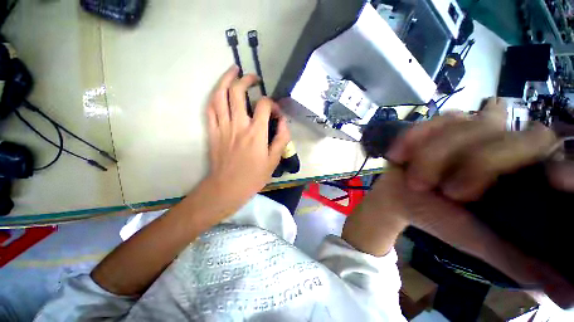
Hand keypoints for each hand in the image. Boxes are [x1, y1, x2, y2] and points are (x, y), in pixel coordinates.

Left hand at [204, 66, 289, 207]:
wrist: (227, 188)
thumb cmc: (253, 176)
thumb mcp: (274, 161)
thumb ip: (281, 139)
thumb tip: (284, 123)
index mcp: (256, 133)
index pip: (264, 105)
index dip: (272, 104)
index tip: (275, 112)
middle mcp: (238, 125)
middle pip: (238, 92)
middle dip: (246, 80)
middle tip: (253, 78)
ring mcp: (222, 127)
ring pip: (220, 95)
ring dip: (226, 80)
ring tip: (233, 71)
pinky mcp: (212, 132)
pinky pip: (210, 109)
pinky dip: (214, 96)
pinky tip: (220, 91)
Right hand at [351, 97, 573, 307]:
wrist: (400, 197)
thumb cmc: (438, 218)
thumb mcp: (478, 242)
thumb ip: (518, 259)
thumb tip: (565, 292)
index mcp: (517, 169)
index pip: (540, 143)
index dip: (527, 153)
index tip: (503, 180)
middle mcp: (499, 139)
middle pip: (498, 131)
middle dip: (470, 163)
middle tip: (446, 191)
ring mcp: (466, 126)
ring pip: (461, 125)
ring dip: (432, 156)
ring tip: (417, 179)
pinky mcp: (435, 124)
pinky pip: (430, 121)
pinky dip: (414, 137)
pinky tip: (401, 154)